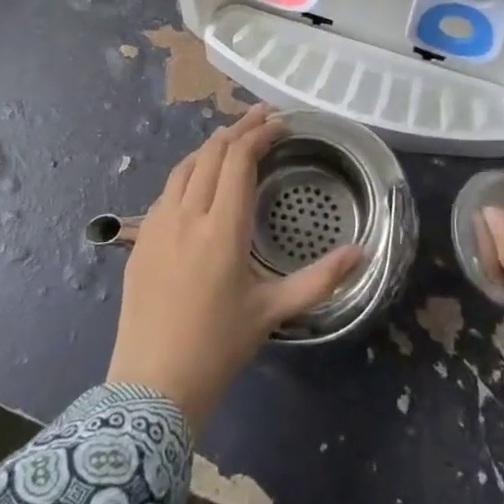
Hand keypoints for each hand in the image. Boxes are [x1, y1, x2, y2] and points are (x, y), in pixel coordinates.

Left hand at [107, 105, 363, 429]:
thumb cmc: (219, 347)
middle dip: (238, 128)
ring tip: (234, 138)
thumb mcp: (274, 312)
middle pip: (212, 153)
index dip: (260, 134)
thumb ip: (320, 280)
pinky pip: (167, 189)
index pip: (239, 159)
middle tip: (263, 116)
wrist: (151, 387)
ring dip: (211, 146)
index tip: (280, 123)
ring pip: (185, 166)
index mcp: (222, 228)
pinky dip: (190, 170)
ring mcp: (158, 224)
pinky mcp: (141, 239)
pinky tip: (200, 180)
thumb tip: (362, 254)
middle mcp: (187, 214)